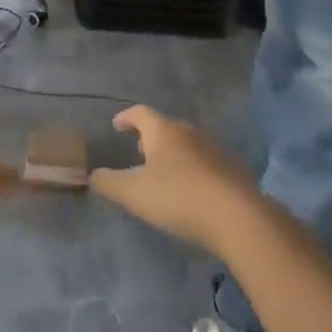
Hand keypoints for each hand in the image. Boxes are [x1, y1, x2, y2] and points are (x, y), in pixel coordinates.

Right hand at [88, 106, 260, 252]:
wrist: (239, 217)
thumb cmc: (178, 197)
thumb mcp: (133, 193)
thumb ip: (108, 183)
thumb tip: (92, 175)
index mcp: (163, 131)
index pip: (140, 113)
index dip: (126, 118)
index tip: (116, 125)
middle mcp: (189, 132)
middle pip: (165, 127)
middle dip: (150, 138)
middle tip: (138, 153)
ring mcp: (215, 149)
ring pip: (187, 144)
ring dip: (173, 154)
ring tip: (164, 174)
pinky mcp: (233, 169)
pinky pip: (206, 162)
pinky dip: (193, 170)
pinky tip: (191, 191)